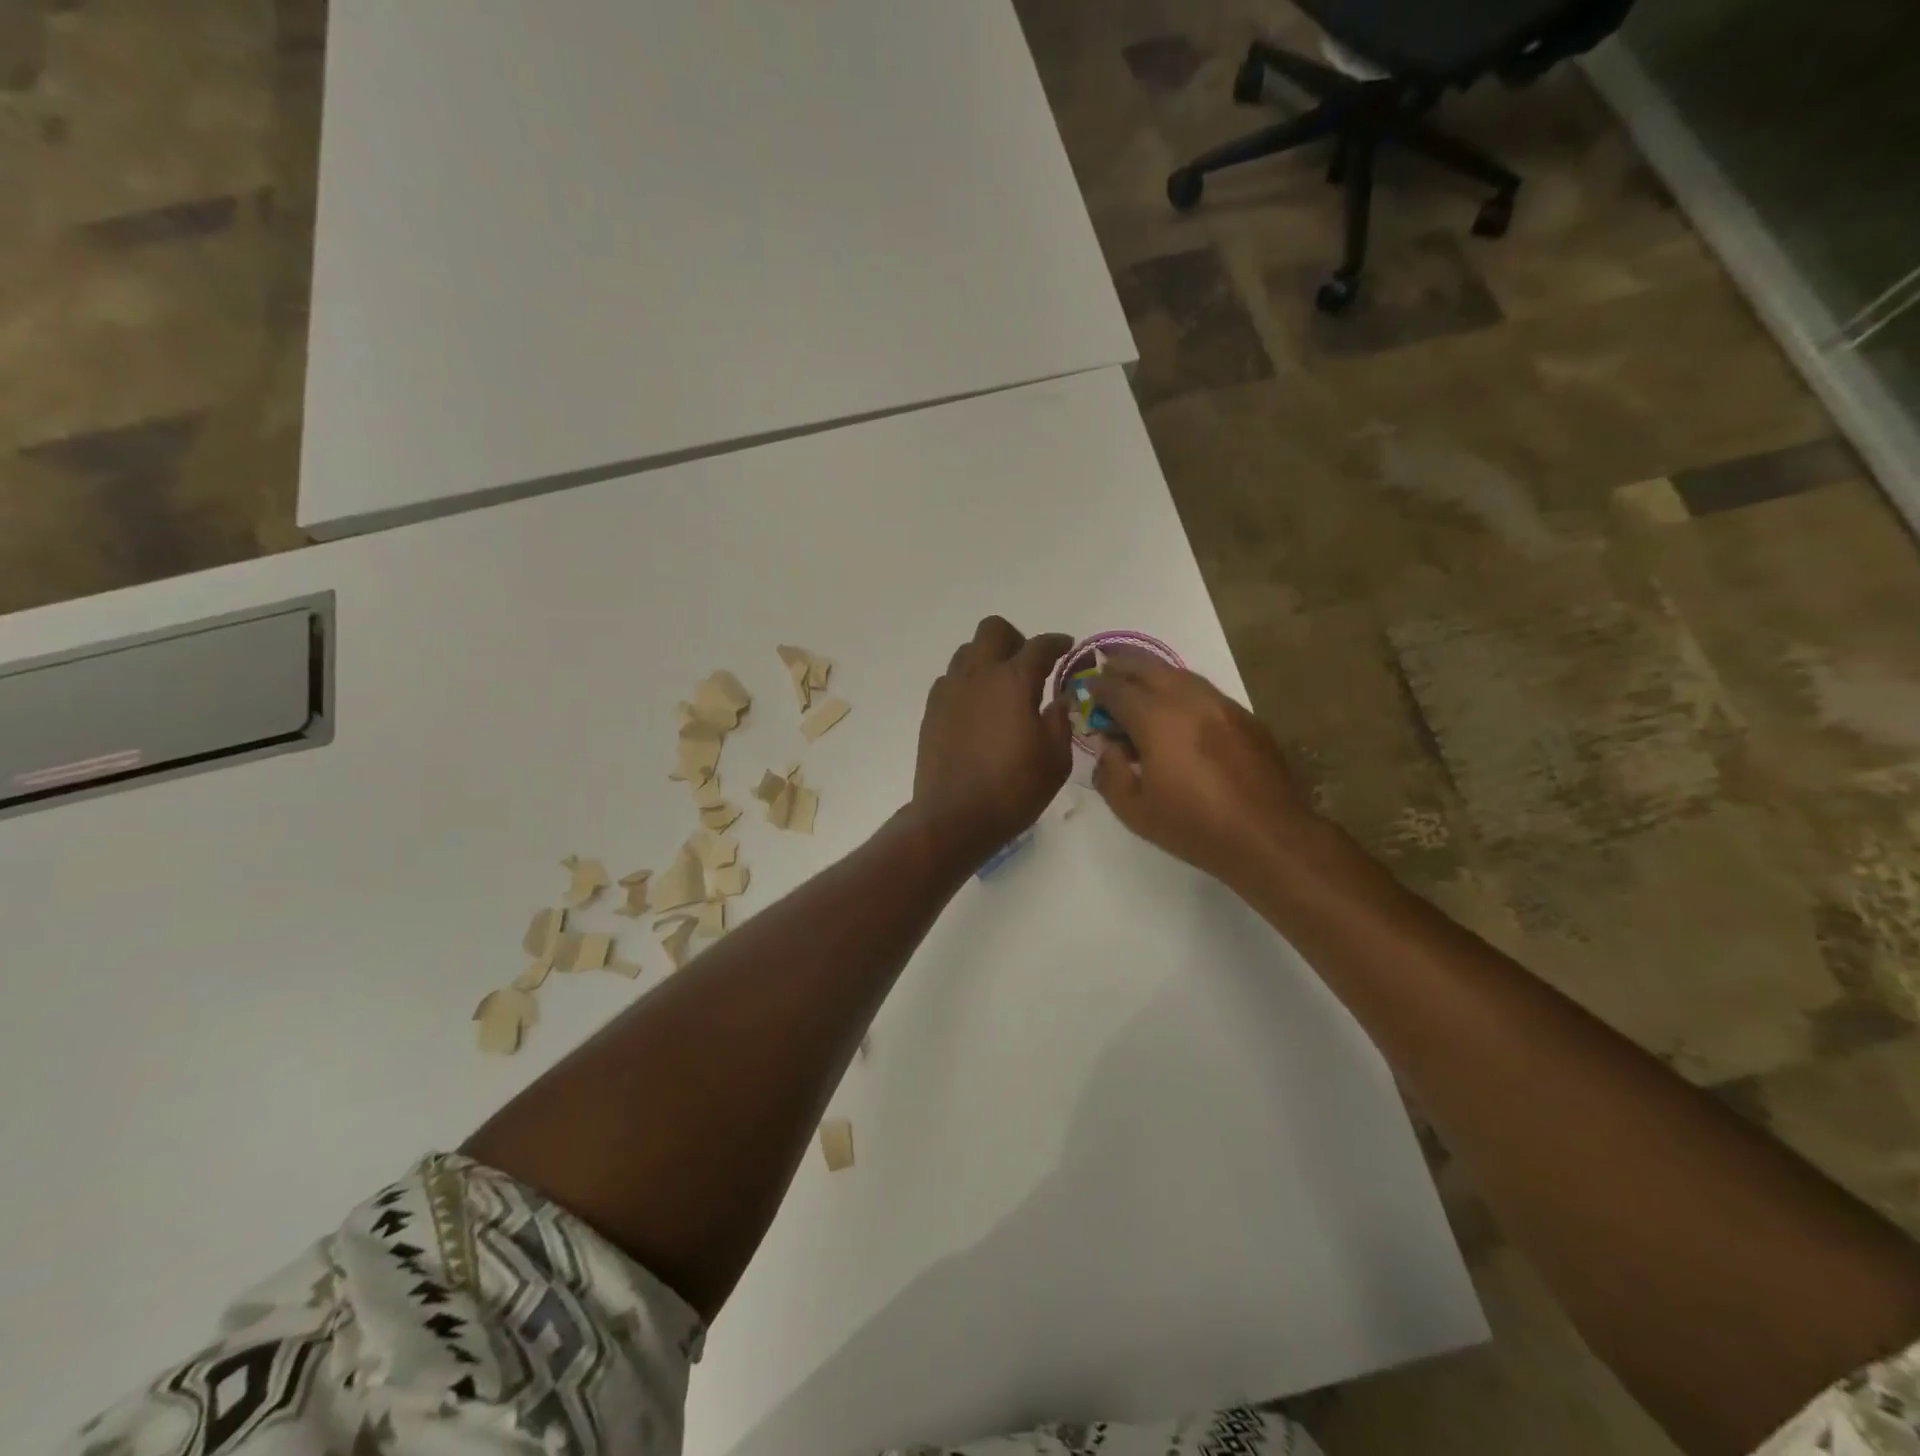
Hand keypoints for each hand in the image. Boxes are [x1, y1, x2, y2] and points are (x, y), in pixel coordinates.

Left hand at [911, 617, 1073, 868]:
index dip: (1057, 643)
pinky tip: (978, 711)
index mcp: (1012, 681)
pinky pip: (951, 679)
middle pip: (993, 630)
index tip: (1066, 648)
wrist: (954, 817)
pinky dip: (968, 684)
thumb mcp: (1055, 759)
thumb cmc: (1013, 789)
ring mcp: (949, 690)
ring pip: (967, 652)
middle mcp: (977, 675)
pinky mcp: (931, 710)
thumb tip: (1058, 700)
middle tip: (1030, 667)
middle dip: (1016, 640)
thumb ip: (1060, 721)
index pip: (1039, 646)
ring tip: (1002, 690)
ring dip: (988, 659)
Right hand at [1089, 658, 1317, 888]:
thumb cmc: (1194, 827)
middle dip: (1123, 666)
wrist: (1268, 836)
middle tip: (1108, 672)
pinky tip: (1178, 710)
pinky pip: (1205, 691)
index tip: (1087, 691)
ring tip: (1140, 686)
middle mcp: (1189, 701)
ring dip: (1154, 675)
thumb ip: (1110, 774)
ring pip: (1181, 674)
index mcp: (1157, 720)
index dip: (1097, 688)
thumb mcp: (1134, 811)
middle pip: (1149, 668)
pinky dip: (1182, 690)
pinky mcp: (1246, 717)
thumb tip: (1109, 749)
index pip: (1117, 690)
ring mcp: (1222, 705)